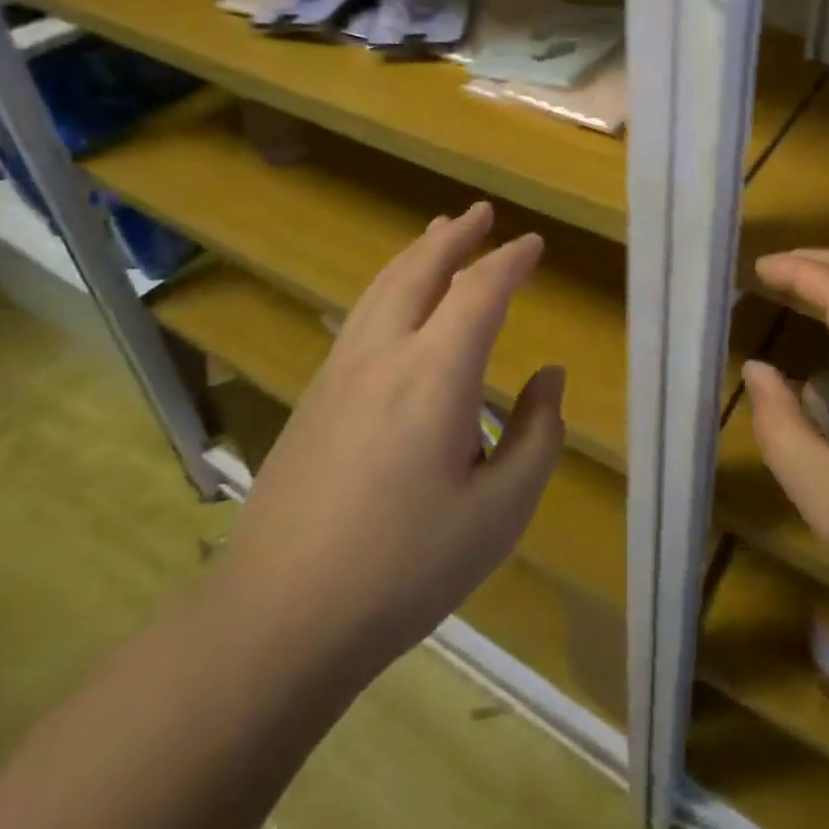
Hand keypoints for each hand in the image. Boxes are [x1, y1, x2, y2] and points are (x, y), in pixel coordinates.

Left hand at [222, 201, 564, 674]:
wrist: (279, 616)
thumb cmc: (405, 567)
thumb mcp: (500, 512)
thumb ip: (538, 435)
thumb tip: (549, 378)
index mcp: (435, 373)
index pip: (480, 291)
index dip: (510, 261)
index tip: (534, 244)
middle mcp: (384, 353)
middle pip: (421, 269)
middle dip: (456, 236)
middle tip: (482, 212)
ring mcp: (340, 370)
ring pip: (383, 286)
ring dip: (417, 253)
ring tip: (438, 233)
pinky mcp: (315, 394)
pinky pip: (361, 313)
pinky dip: (390, 284)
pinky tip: (395, 300)